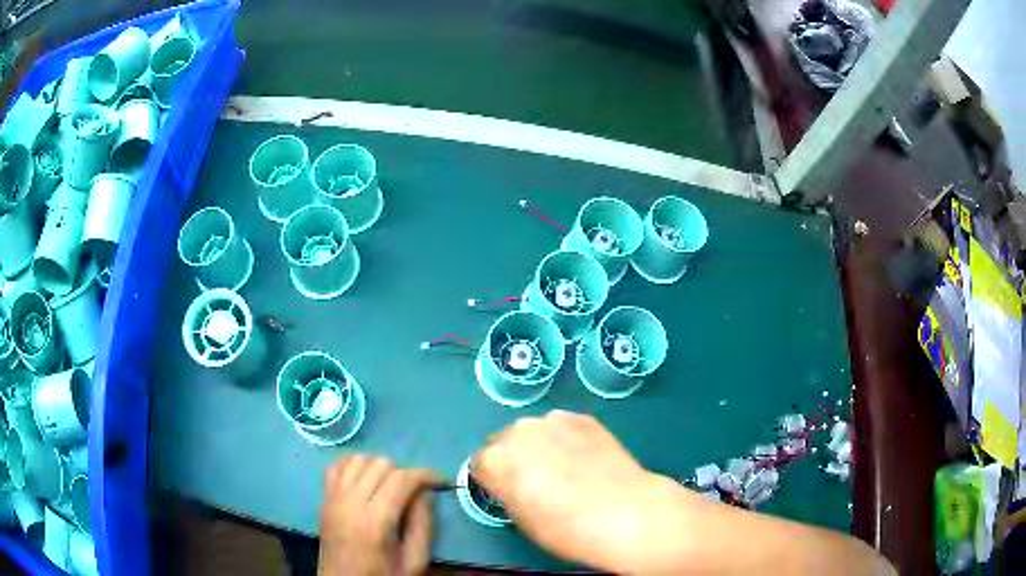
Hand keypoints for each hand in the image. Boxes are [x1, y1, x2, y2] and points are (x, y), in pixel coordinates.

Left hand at [318, 455, 439, 575]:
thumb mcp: (414, 561)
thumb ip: (423, 525)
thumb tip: (425, 493)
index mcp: (376, 520)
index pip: (402, 479)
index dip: (426, 475)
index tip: (441, 481)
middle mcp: (351, 502)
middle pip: (381, 464)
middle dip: (404, 473)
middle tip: (415, 492)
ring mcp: (333, 498)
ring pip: (359, 459)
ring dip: (379, 467)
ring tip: (390, 486)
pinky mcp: (324, 498)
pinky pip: (336, 465)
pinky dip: (353, 465)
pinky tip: (365, 479)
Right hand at [471, 410, 687, 571]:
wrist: (621, 513)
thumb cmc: (563, 528)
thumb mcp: (519, 518)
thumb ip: (506, 490)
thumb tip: (511, 482)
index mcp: (494, 459)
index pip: (479, 463)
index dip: (493, 479)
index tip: (508, 490)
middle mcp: (517, 431)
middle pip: (505, 441)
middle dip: (514, 457)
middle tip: (537, 479)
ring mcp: (552, 420)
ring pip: (535, 431)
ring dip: (540, 445)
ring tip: (566, 467)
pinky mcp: (582, 417)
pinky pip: (564, 427)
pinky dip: (567, 439)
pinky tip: (586, 459)